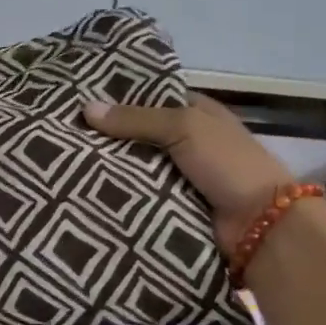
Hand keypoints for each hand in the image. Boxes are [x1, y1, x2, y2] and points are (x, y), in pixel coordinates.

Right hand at [84, 93, 293, 249]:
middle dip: (109, 137)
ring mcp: (181, 178)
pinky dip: (120, 196)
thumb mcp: (184, 127)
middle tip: (65, 134)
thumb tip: (85, 109)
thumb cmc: (228, 163)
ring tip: (64, 164)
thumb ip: (136, 119)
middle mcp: (189, 143)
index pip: (152, 99)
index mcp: (198, 114)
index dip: (121, 99)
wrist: (261, 225)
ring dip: (110, 169)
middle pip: (140, 136)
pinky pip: (140, 197)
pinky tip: (85, 192)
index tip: (81, 99)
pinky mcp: (173, 208)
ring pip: (136, 168)